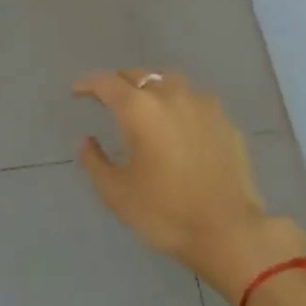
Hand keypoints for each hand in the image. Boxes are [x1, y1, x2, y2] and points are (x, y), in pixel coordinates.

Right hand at [73, 70, 305, 297]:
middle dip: (120, 83)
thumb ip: (95, 161)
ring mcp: (205, 106)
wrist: (229, 230)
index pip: (107, 83)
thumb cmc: (165, 212)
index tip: (77, 91)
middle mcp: (172, 96)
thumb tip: (87, 141)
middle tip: (107, 98)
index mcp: (140, 110)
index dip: (88, 84)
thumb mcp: (117, 192)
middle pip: (141, 75)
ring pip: (172, 82)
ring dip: (152, 87)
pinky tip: (179, 125)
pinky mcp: (226, 122)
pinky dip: (179, 105)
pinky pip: (196, 101)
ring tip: (144, 105)